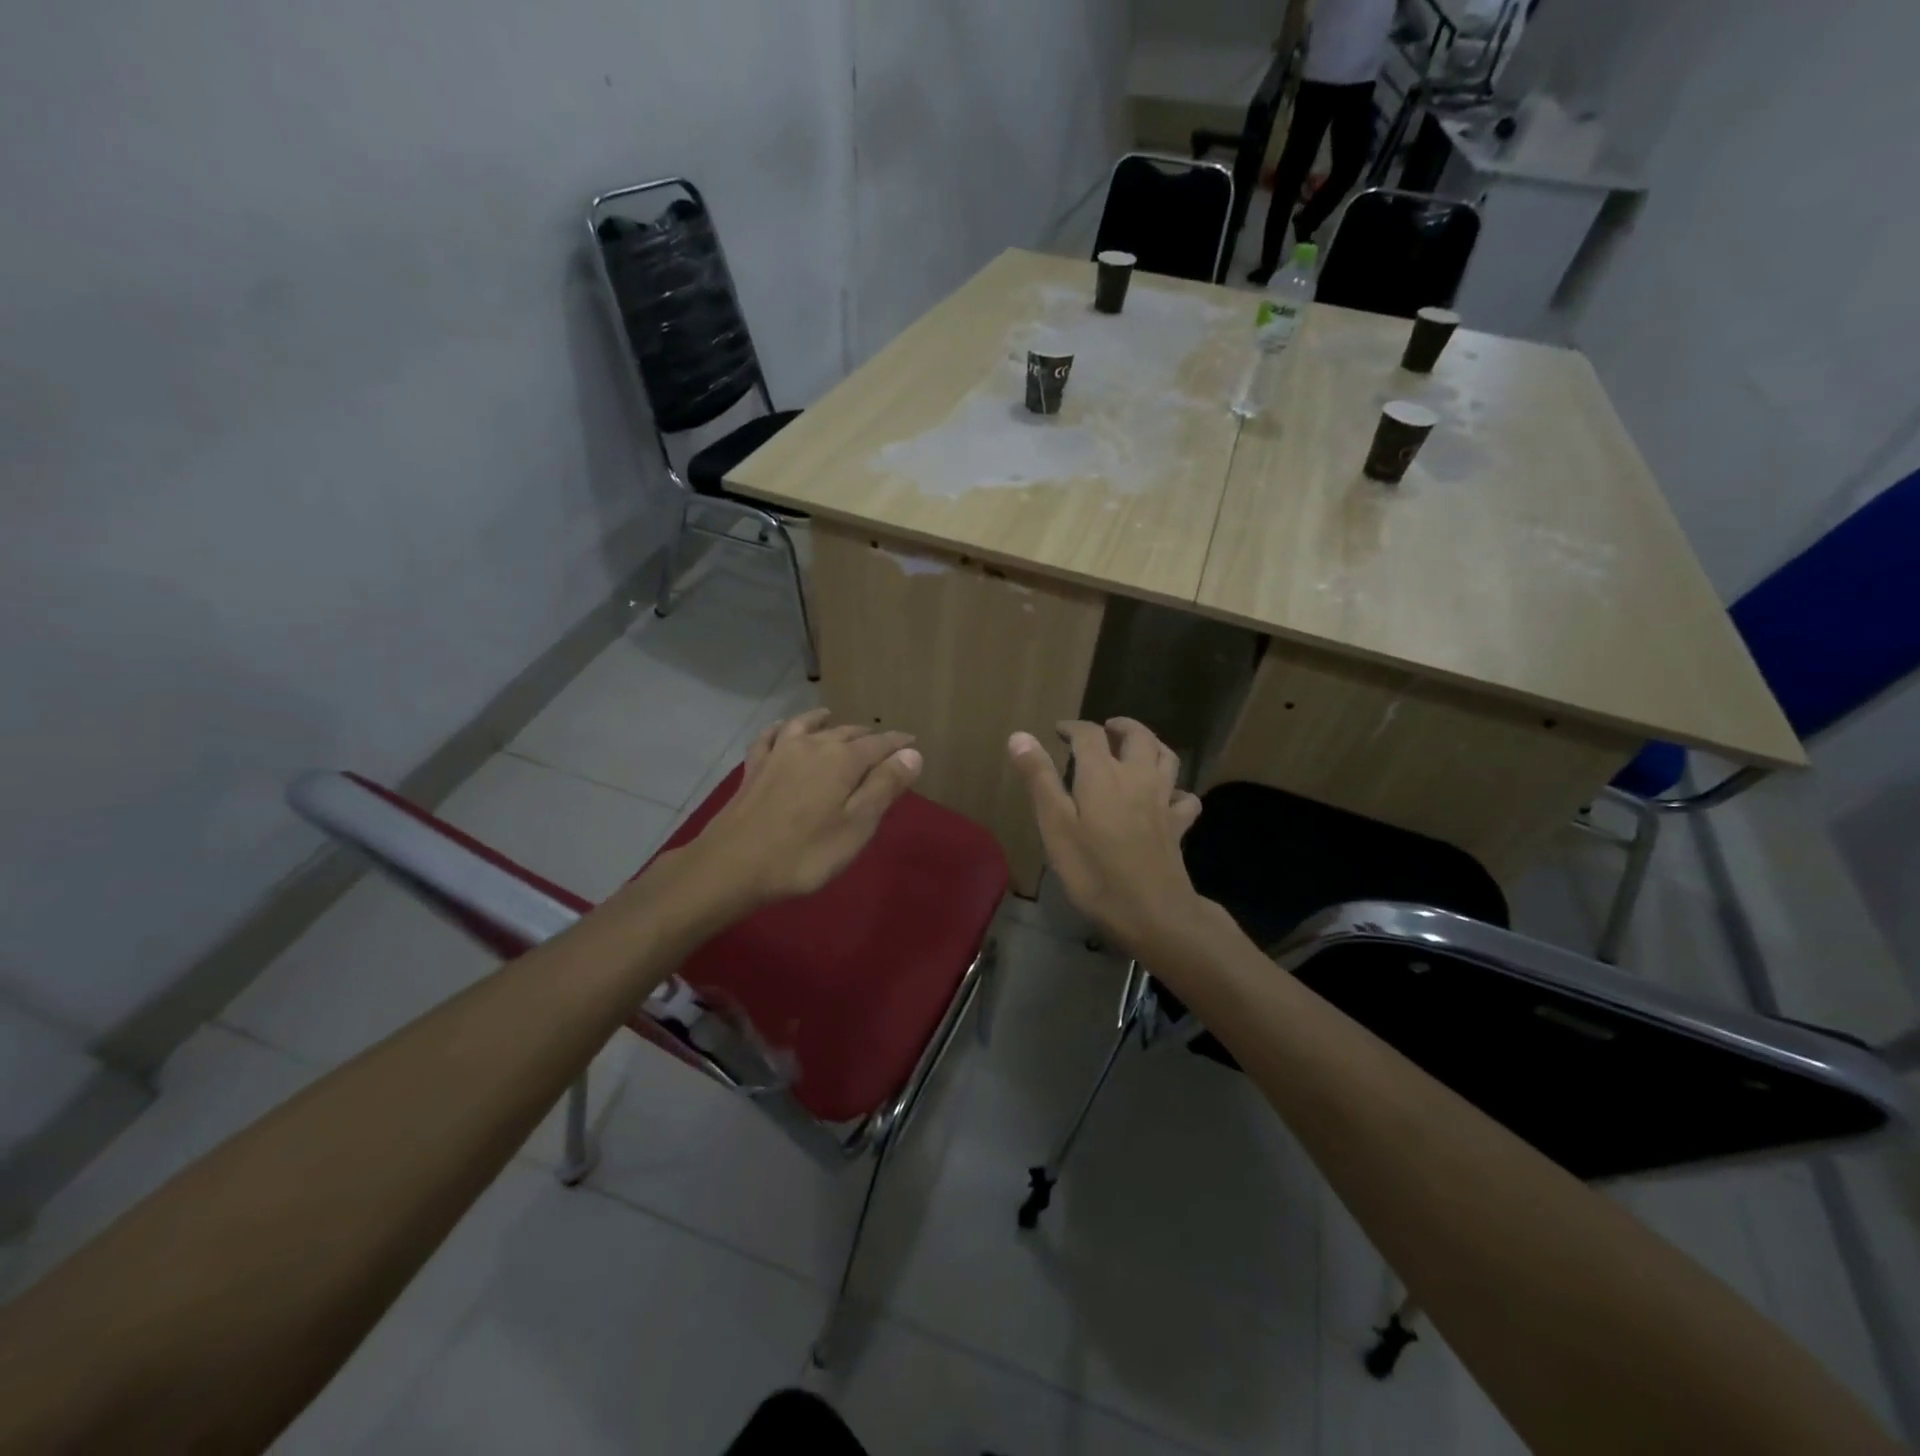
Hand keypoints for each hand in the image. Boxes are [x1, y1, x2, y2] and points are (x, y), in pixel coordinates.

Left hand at [688, 710, 921, 906]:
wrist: (733, 865)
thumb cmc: (805, 853)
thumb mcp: (857, 825)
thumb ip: (885, 786)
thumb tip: (912, 753)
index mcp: (843, 760)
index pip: (880, 744)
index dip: (899, 744)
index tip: (913, 743)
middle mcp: (813, 746)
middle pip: (847, 733)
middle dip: (868, 736)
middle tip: (882, 744)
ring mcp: (779, 753)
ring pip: (808, 726)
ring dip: (826, 722)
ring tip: (834, 719)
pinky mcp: (755, 767)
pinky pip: (771, 736)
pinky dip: (782, 727)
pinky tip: (782, 727)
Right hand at [1008, 718, 1203, 953]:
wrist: (1152, 911)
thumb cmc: (1094, 870)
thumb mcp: (1055, 826)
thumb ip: (1039, 779)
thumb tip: (1019, 735)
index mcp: (1103, 774)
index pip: (1089, 734)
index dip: (1073, 727)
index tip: (1059, 730)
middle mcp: (1137, 777)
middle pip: (1138, 736)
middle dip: (1120, 726)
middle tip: (1105, 729)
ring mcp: (1163, 801)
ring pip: (1167, 757)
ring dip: (1152, 744)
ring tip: (1137, 748)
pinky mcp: (1179, 825)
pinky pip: (1184, 797)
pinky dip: (1176, 789)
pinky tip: (1166, 797)